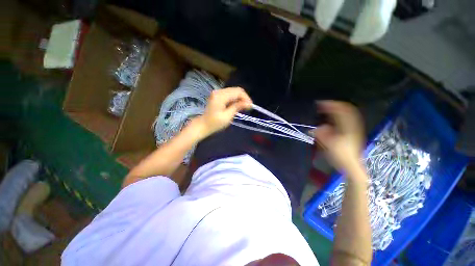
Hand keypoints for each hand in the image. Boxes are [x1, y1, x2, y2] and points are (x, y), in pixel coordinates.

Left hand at [192, 87, 251, 139]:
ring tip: (244, 107)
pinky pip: (229, 94)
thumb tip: (248, 103)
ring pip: (233, 92)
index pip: (237, 91)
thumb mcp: (227, 116)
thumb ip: (237, 107)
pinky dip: (235, 99)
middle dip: (244, 98)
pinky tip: (237, 105)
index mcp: (220, 96)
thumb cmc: (215, 123)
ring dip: (240, 98)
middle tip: (248, 107)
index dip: (246, 98)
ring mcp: (217, 93)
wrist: (203, 125)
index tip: (251, 106)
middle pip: (236, 90)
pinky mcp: (217, 96)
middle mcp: (219, 91)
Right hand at [311, 101, 365, 177]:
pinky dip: (341, 115)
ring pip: (348, 113)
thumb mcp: (329, 145)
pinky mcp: (354, 132)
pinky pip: (348, 118)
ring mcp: (355, 128)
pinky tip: (334, 117)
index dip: (331, 105)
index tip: (320, 103)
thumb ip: (323, 135)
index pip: (341, 111)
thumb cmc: (341, 156)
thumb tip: (317, 127)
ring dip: (338, 109)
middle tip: (324, 105)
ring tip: (328, 109)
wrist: (352, 166)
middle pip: (346, 109)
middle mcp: (353, 125)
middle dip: (335, 105)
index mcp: (347, 128)